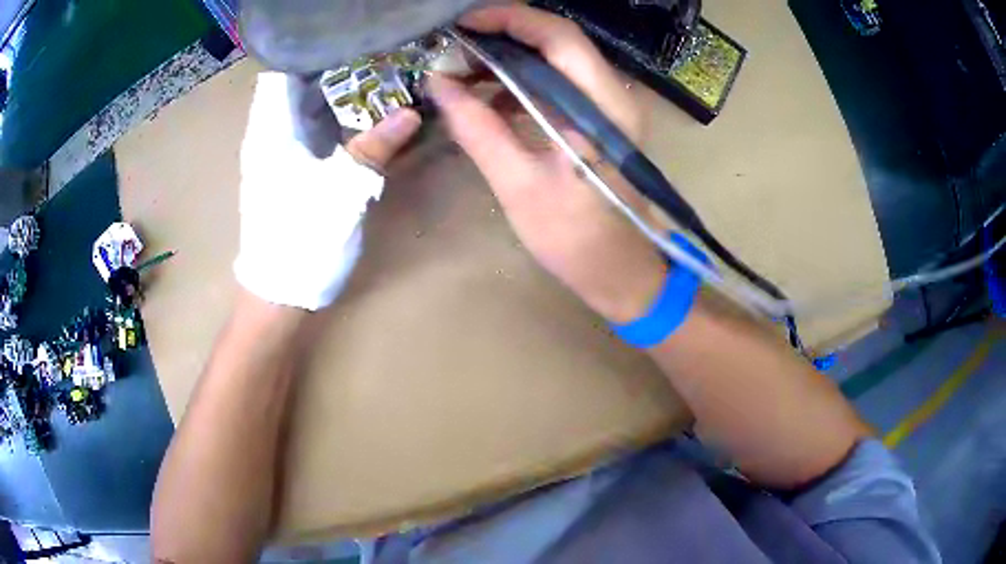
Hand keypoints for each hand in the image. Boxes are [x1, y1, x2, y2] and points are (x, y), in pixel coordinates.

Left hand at [235, 72, 420, 310]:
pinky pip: (312, 131)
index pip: (282, 71)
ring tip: (380, 76)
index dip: (313, 51)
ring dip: (338, 92)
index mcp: (270, 132)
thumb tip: (410, 112)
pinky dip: (336, 118)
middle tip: (380, 55)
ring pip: (306, 107)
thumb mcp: (341, 192)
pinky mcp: (290, 171)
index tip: (353, 41)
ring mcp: (278, 154)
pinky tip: (366, 116)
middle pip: (297, 85)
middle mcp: (269, 136)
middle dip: (335, 67)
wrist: (281, 294)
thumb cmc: (301, 241)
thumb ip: (373, 148)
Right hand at [428, 4, 665, 322]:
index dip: (509, 19)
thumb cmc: (576, 237)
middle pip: (557, 41)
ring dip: (509, 59)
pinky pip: (557, 83)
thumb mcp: (519, 185)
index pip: (558, 37)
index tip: (462, 25)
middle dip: (503, 35)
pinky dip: (522, 82)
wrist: (621, 270)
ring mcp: (609, 106)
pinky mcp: (599, 119)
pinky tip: (489, 99)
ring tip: (463, 72)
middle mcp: (613, 95)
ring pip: (556, 60)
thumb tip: (439, 84)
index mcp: (602, 107)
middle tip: (455, 48)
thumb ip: (478, 128)